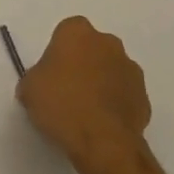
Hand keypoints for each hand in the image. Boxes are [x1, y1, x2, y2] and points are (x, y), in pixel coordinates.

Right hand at [17, 16, 151, 170]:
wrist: (102, 141)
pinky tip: (102, 123)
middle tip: (67, 89)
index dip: (58, 52)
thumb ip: (35, 78)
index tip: (51, 73)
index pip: (66, 32)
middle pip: (92, 48)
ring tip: (86, 111)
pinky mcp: (144, 96)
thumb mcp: (29, 89)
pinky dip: (115, 104)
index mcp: (78, 32)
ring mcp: (130, 69)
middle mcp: (108, 42)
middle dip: (83, 63)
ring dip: (101, 82)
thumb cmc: (61, 104)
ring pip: (111, 70)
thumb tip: (40, 85)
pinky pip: (125, 94)